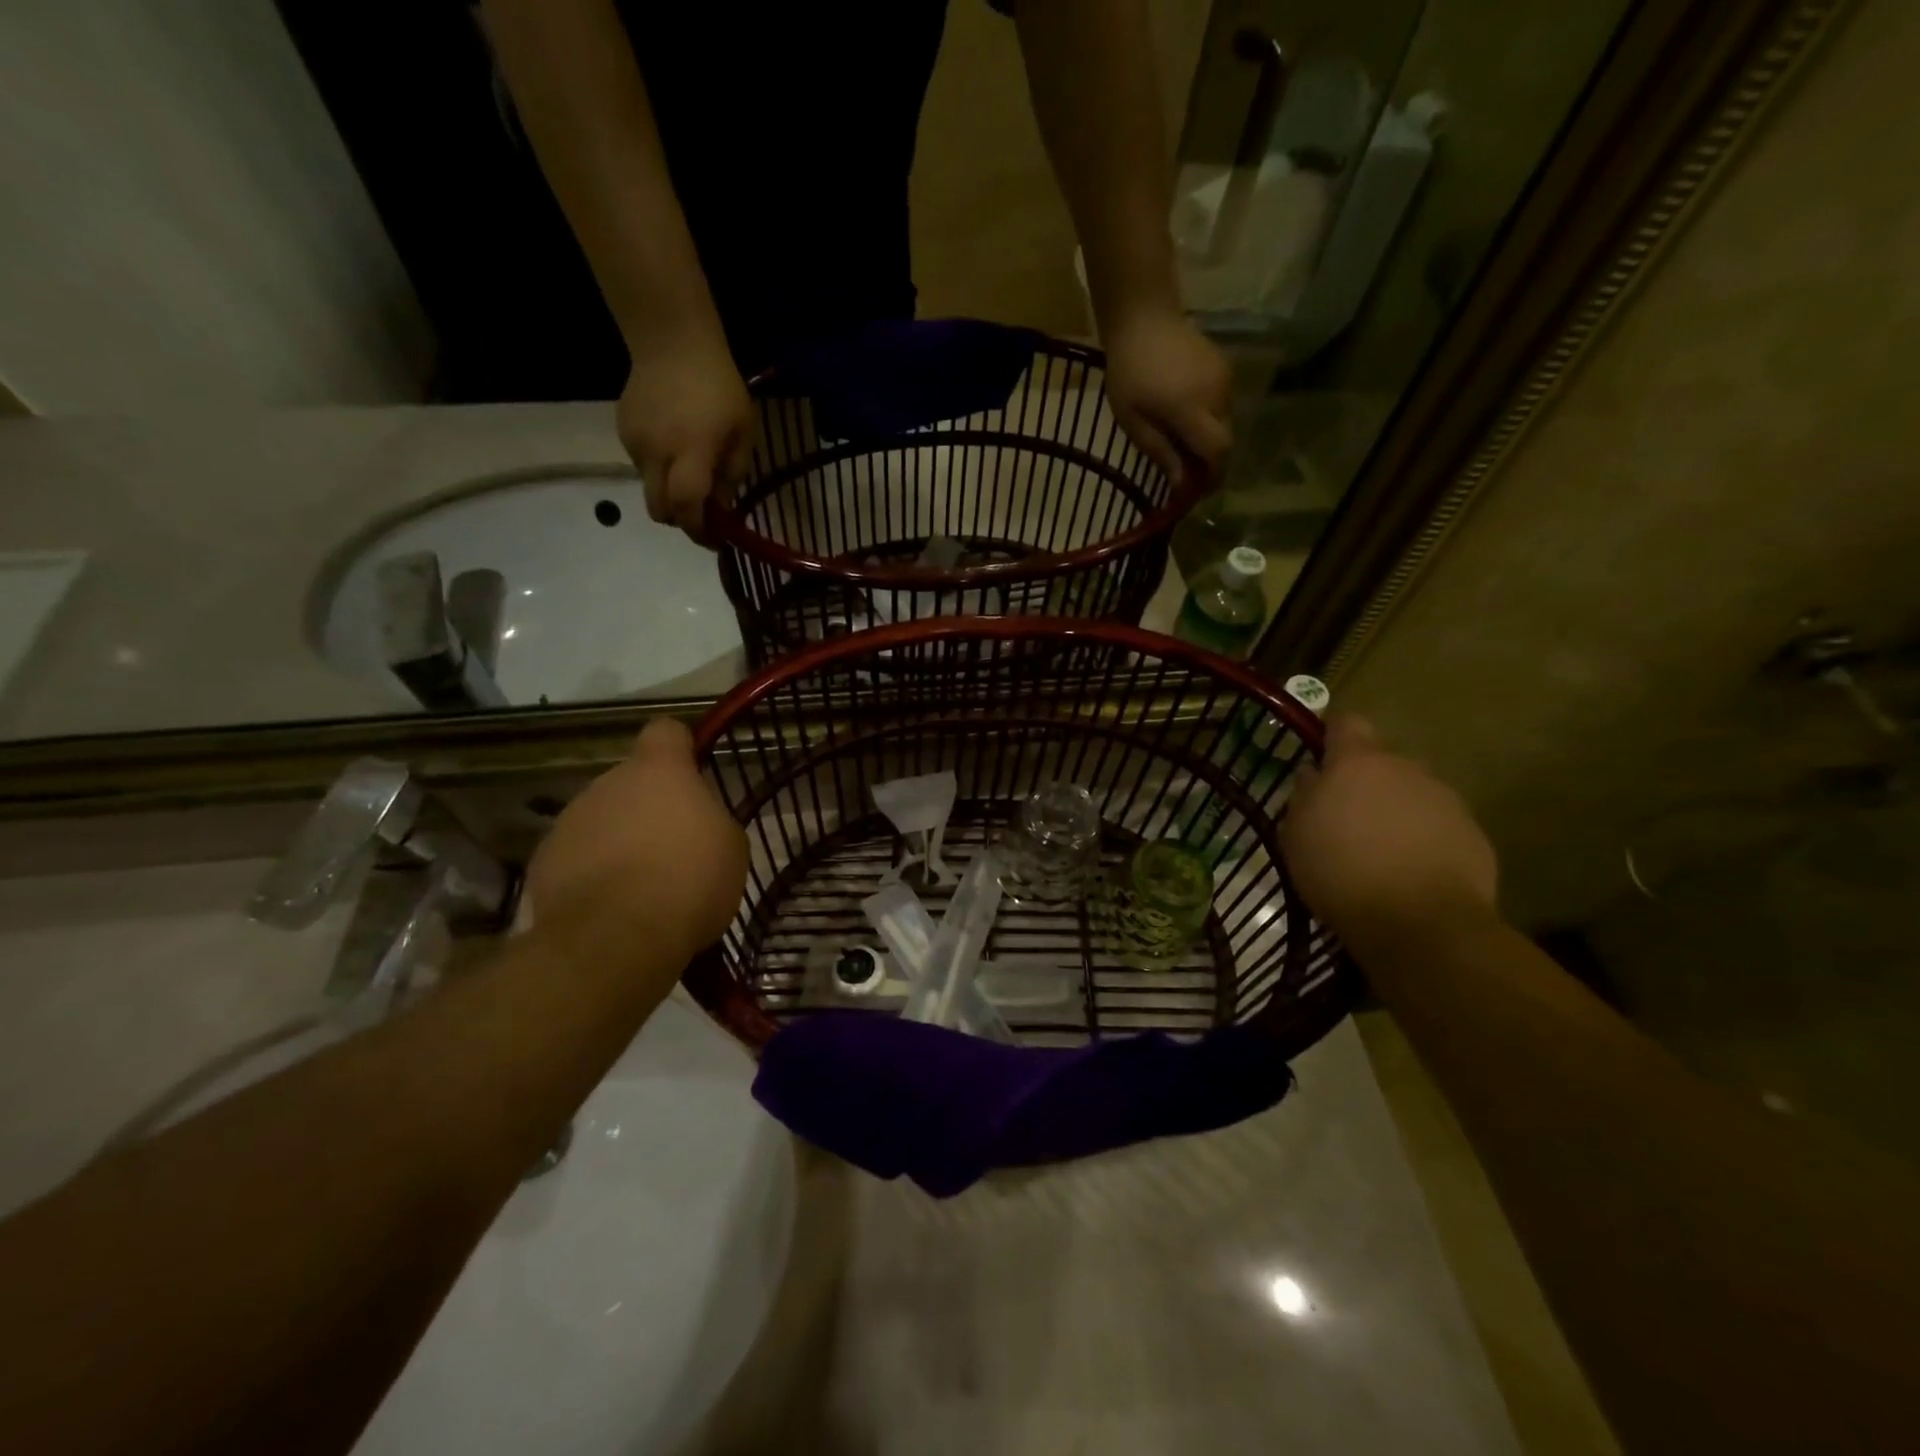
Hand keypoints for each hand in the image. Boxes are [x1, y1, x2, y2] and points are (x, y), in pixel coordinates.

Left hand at [527, 719, 747, 961]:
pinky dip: (592, 872)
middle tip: (673, 846)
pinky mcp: (544, 860)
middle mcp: (608, 782)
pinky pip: (577, 855)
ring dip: (619, 838)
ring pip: (602, 818)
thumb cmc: (689, 880)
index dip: (680, 748)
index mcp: (659, 770)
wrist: (616, 937)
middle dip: (649, 805)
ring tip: (641, 884)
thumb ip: (711, 819)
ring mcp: (570, 820)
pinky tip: (611, 905)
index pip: (666, 731)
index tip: (692, 772)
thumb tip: (696, 823)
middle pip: (631, 781)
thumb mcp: (730, 846)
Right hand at [618, 325, 753, 538]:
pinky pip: (642, 466)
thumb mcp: (743, 432)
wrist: (672, 341)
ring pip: (650, 489)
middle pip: (660, 510)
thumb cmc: (719, 387)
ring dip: (671, 492)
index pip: (686, 508)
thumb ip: (732, 474)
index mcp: (691, 454)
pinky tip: (673, 446)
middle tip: (703, 514)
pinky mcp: (622, 431)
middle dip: (682, 520)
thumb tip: (722, 507)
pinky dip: (659, 469)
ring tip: (690, 470)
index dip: (699, 531)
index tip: (714, 539)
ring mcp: (634, 443)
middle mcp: (657, 454)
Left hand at [1101, 306, 1232, 490]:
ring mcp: (1225, 379)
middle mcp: (1217, 396)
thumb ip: (1160, 453)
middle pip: (1224, 441)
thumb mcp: (1133, 421)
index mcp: (1192, 410)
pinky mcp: (1225, 368)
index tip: (1198, 491)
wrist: (1144, 317)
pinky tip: (1184, 417)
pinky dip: (1207, 419)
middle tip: (1185, 472)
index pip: (1218, 452)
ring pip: (1224, 424)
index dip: (1212, 476)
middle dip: (1208, 462)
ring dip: (1206, 439)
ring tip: (1180, 442)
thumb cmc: (1128, 372)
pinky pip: (1222, 405)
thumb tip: (1181, 485)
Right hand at [1281, 716, 1498, 945]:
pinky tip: (1409, 874)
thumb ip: (1303, 795)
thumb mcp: (1295, 834)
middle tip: (1345, 820)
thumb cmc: (1340, 871)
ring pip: (1411, 794)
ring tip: (1379, 853)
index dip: (1331, 737)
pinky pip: (1438, 826)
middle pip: (1381, 763)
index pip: (1345, 723)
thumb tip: (1313, 775)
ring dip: (1395, 812)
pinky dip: (1422, 840)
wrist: (1421, 923)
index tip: (1321, 760)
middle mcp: (1406, 769)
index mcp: (1357, 762)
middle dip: (1364, 783)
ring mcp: (1445, 800)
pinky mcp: (1473, 834)